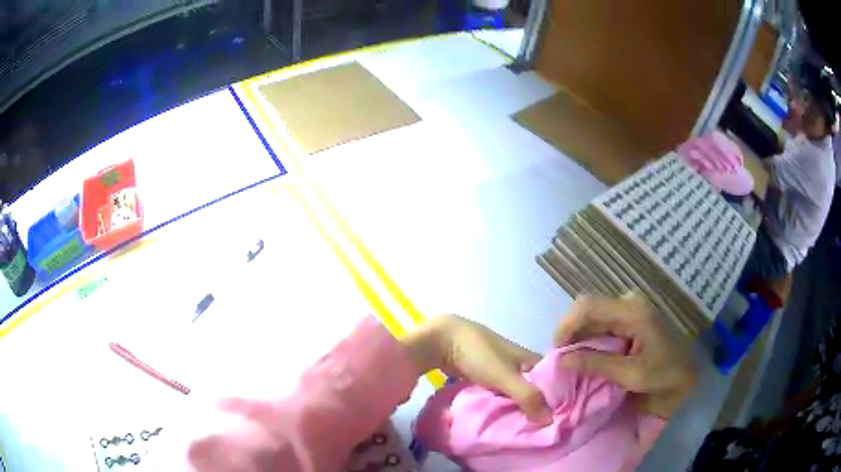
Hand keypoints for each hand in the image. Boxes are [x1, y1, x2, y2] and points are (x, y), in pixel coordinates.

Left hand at [400, 315, 551, 424]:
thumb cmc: (479, 354)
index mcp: (529, 358)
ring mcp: (500, 369)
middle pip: (534, 387)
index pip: (553, 379)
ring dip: (519, 407)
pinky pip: (499, 393)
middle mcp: (519, 363)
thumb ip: (527, 396)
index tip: (562, 418)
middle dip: (537, 405)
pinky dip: (503, 405)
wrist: (442, 341)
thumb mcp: (505, 376)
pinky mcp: (484, 376)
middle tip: (543, 431)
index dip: (558, 396)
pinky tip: (504, 420)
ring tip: (525, 430)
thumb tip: (549, 420)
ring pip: (515, 391)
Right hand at [554, 294, 695, 418]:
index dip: (566, 326)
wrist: (685, 376)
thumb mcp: (629, 374)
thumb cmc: (662, 375)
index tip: (556, 352)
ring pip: (594, 314)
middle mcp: (630, 302)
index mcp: (632, 311)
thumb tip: (561, 359)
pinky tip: (588, 355)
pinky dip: (591, 337)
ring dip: (580, 335)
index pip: (588, 306)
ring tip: (573, 360)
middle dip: (571, 332)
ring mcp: (631, 307)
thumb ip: (596, 364)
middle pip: (588, 308)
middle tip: (563, 359)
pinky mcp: (631, 316)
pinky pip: (603, 321)